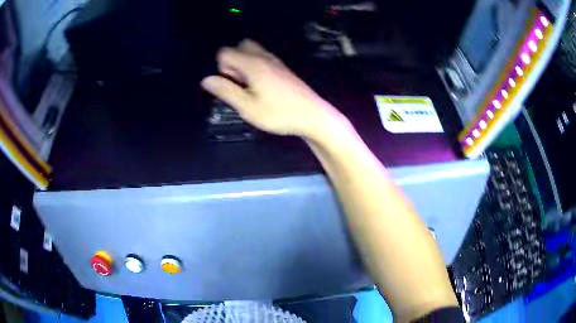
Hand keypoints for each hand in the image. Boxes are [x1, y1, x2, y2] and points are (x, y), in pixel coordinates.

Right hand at [201, 40, 341, 139]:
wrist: (312, 115)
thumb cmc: (278, 113)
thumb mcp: (247, 107)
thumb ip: (225, 90)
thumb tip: (206, 80)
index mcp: (252, 64)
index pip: (225, 52)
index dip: (221, 68)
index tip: (231, 85)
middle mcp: (264, 58)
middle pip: (240, 47)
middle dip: (233, 62)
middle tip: (240, 83)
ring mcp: (275, 62)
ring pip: (252, 52)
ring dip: (245, 65)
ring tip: (251, 87)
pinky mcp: (283, 69)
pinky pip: (263, 59)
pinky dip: (256, 68)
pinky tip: (262, 88)